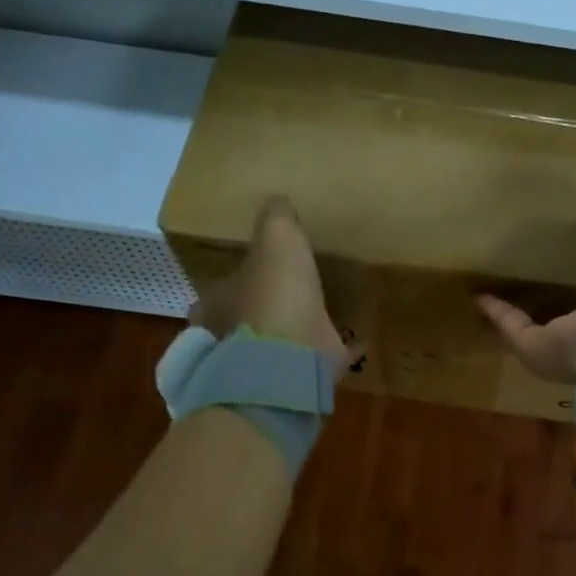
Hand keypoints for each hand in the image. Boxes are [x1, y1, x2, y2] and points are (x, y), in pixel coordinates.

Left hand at [191, 196, 348, 364]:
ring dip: (298, 331)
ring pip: (281, 342)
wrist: (290, 357)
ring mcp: (267, 363)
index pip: (221, 290)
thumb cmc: (274, 294)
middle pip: (248, 319)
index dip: (237, 280)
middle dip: (265, 309)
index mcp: (218, 305)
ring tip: (322, 315)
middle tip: (290, 294)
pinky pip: (321, 359)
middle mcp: (234, 338)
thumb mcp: (276, 238)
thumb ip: (276, 219)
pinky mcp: (301, 375)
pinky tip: (357, 341)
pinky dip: (336, 352)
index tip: (255, 272)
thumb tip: (277, 201)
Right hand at [477, 216, 575, 383]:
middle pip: (561, 314)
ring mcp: (558, 344)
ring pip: (531, 324)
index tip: (566, 261)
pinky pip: (512, 326)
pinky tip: (479, 294)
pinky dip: (496, 311)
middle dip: (546, 298)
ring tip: (496, 284)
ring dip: (513, 307)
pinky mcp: (532, 348)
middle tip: (527, 274)